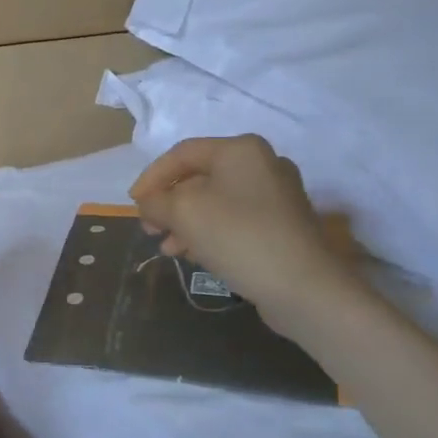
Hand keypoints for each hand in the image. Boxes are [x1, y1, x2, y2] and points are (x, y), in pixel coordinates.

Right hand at [130, 136, 361, 326]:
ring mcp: (277, 196)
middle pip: (200, 177)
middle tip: (149, 227)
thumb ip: (156, 201)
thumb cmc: (238, 236)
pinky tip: (194, 255)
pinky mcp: (283, 226)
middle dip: (169, 203)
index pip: (182, 153)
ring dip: (186, 222)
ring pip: (216, 202)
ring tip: (167, 248)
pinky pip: (235, 221)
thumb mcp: (184, 212)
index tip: (133, 203)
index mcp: (240, 150)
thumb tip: (148, 202)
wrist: (304, 287)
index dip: (152, 177)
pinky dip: (210, 232)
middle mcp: (262, 165)